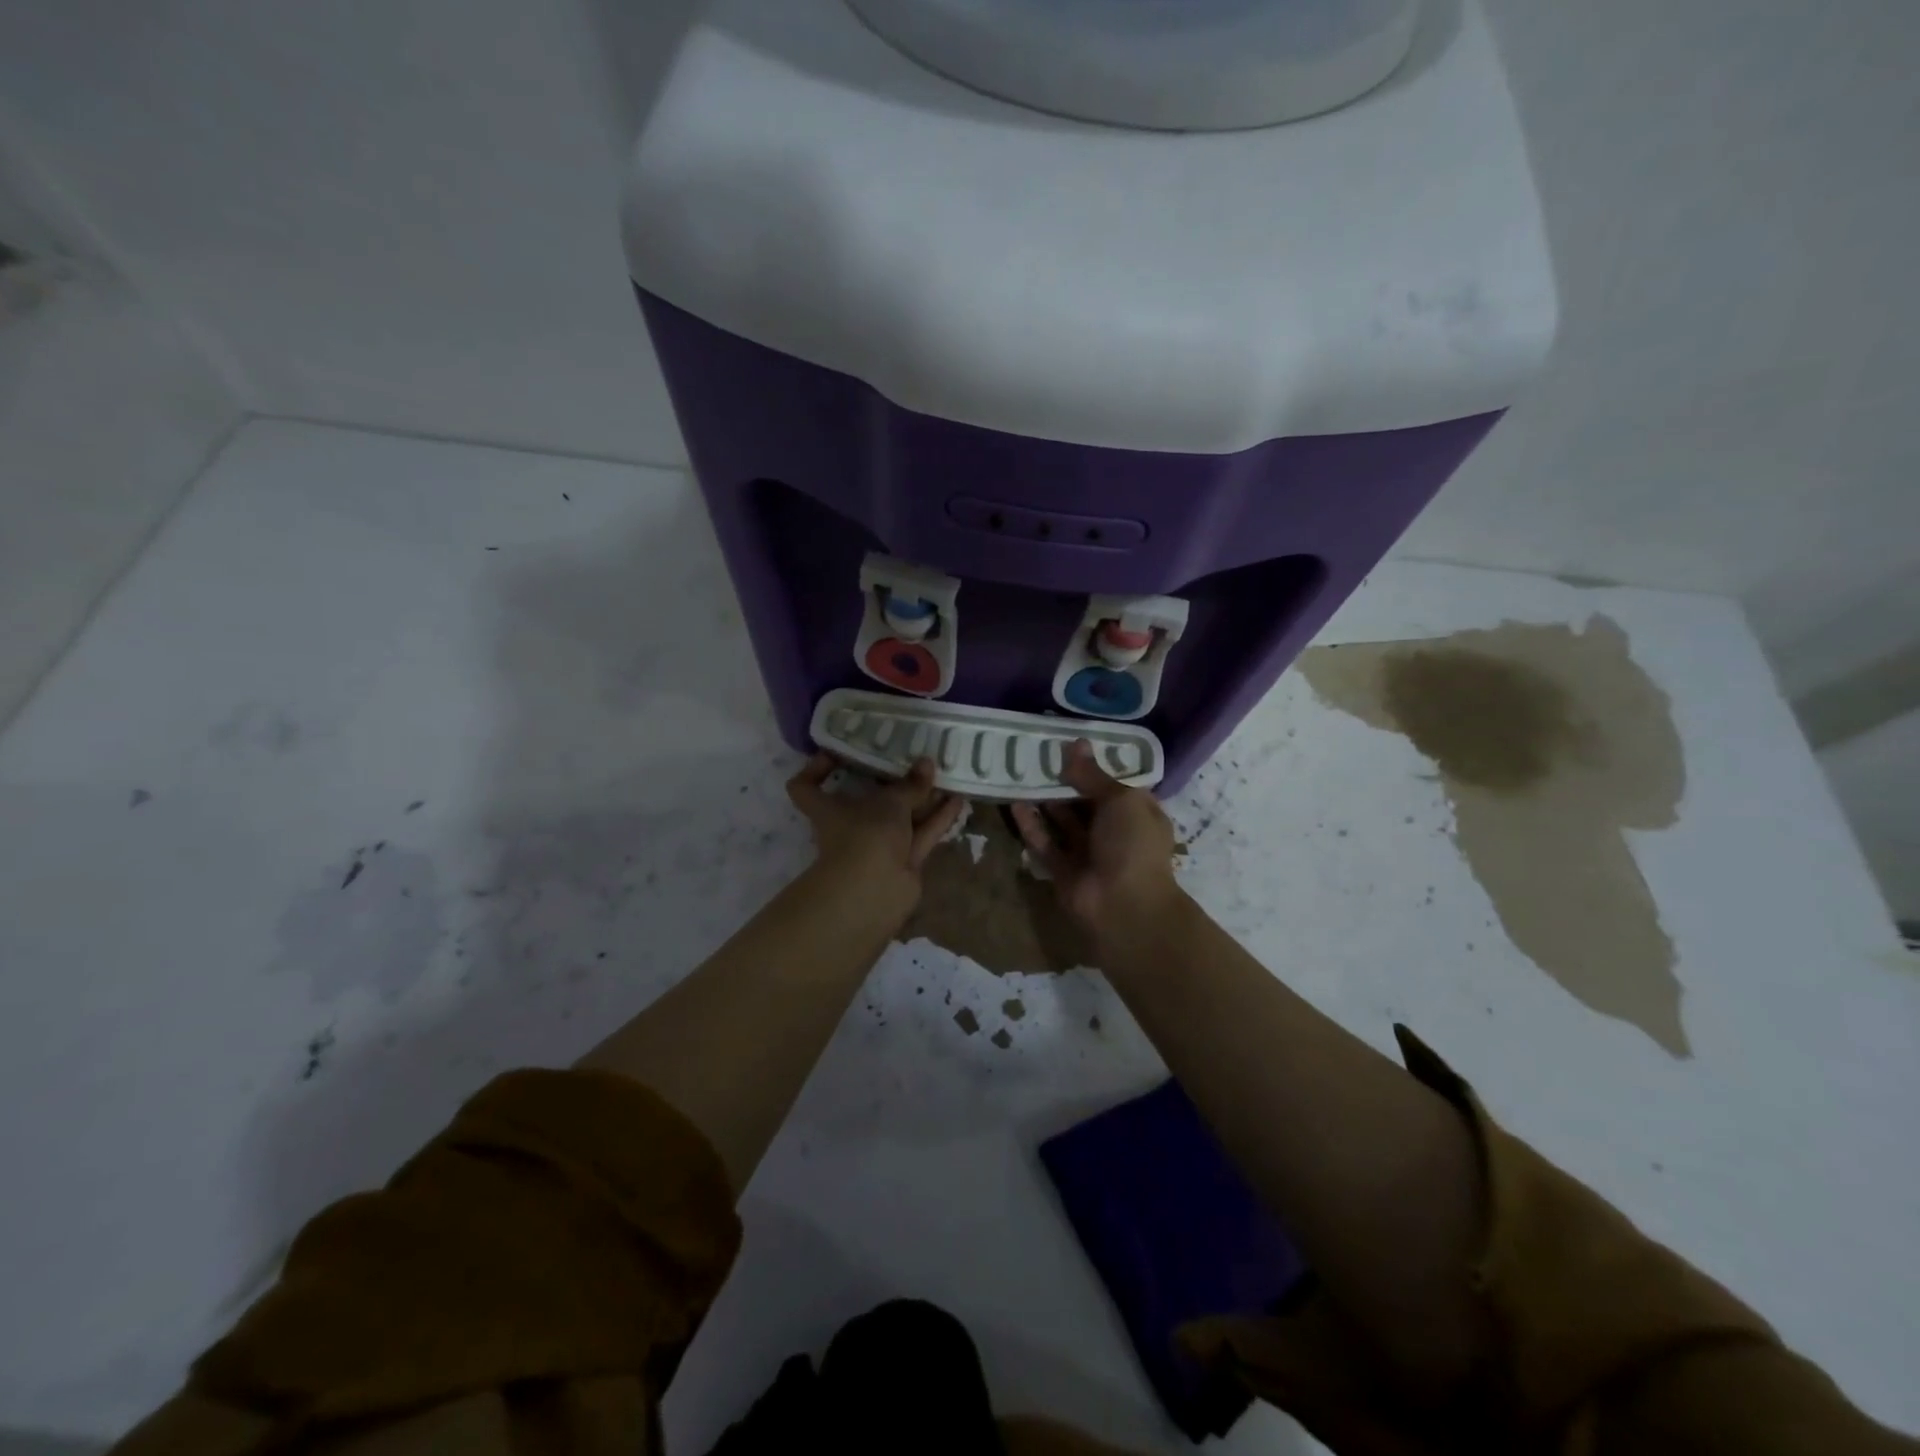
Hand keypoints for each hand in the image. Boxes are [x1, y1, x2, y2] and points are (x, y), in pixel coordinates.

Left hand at [786, 753, 967, 893]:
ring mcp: (879, 844)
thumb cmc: (866, 836)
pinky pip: (922, 833)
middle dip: (892, 780)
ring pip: (902, 816)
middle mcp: (851, 825)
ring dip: (922, 798)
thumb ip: (910, 784)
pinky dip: (938, 818)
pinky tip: (958, 799)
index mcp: (829, 808)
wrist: (875, 893)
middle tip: (913, 755)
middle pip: (868, 798)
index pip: (806, 786)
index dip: (816, 768)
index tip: (837, 752)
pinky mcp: (905, 860)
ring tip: (945, 772)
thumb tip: (927, 762)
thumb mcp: (889, 803)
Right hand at [1010, 739, 1182, 930]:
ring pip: (1063, 821)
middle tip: (1038, 753)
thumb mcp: (1120, 799)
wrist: (1124, 906)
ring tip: (1022, 772)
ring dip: (1045, 800)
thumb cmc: (1132, 844)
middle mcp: (1114, 831)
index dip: (1096, 764)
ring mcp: (1088, 852)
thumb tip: (1075, 744)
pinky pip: (1045, 842)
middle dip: (1065, 780)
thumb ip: (1093, 775)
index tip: (1070, 743)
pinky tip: (1015, 803)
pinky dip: (1031, 825)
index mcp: (1138, 813)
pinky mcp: (1063, 870)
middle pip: (1086, 801)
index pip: (1116, 783)